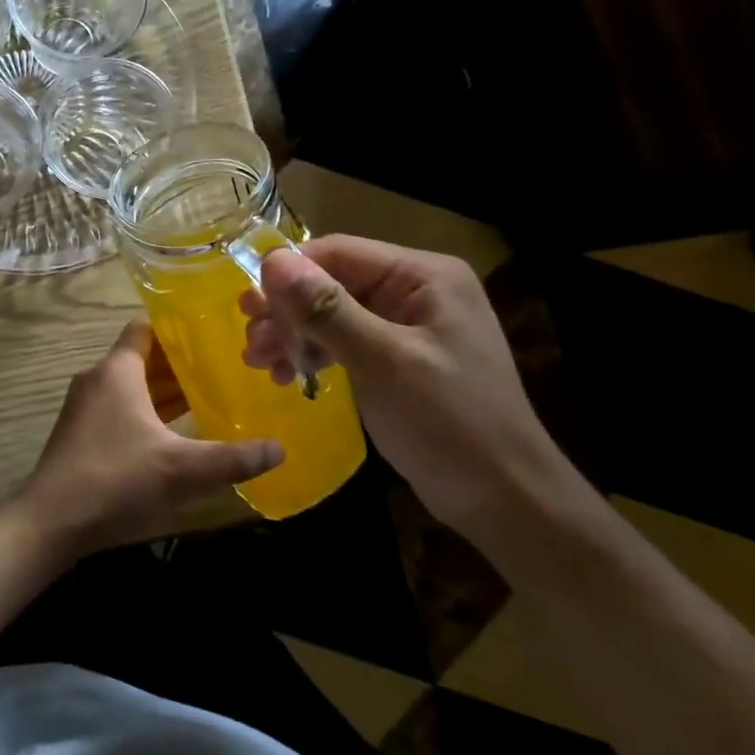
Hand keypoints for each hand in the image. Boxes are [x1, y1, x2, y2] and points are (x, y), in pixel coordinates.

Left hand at [21, 322, 282, 554]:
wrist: (51, 519)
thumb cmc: (116, 478)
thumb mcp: (180, 469)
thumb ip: (231, 458)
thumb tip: (280, 449)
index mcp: (117, 370)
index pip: (145, 328)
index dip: (175, 326)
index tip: (210, 331)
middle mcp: (98, 378)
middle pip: (141, 357)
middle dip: (178, 362)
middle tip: (221, 367)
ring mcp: (85, 406)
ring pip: (130, 385)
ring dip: (163, 390)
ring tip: (207, 395)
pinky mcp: (81, 432)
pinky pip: (119, 407)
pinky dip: (145, 410)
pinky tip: (173, 431)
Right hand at [242, 237, 587, 564]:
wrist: (506, 502)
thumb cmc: (449, 424)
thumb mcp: (382, 362)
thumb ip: (327, 309)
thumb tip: (272, 262)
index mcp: (424, 276)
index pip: (339, 253)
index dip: (289, 274)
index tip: (248, 306)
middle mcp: (415, 290)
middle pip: (332, 282)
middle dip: (287, 311)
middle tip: (250, 339)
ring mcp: (407, 325)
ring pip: (332, 313)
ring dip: (293, 335)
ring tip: (258, 361)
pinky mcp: (397, 357)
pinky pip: (344, 341)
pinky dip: (314, 354)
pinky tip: (287, 375)